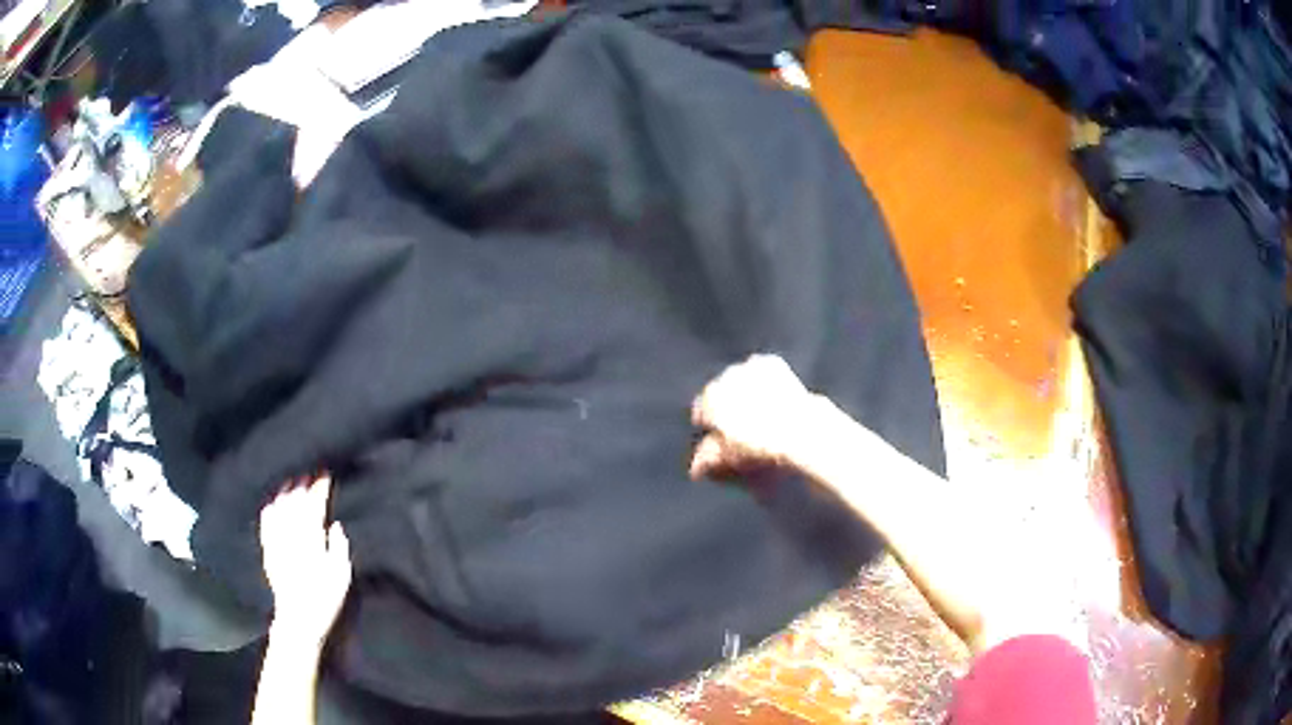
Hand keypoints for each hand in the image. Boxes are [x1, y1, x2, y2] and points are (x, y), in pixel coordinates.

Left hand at [259, 473, 351, 647]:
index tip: (325, 473)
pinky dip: (269, 510)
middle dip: (303, 485)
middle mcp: (292, 537)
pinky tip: (271, 502)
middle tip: (308, 470)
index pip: (316, 506)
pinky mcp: (268, 551)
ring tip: (290, 479)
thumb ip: (338, 548)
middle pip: (296, 503)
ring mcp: (278, 543)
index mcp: (313, 541)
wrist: (299, 620)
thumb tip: (334, 525)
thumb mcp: (342, 578)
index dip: (320, 489)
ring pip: (280, 509)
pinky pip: (266, 524)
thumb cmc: (326, 600)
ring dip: (285, 493)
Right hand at [690, 354, 823, 479]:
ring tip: (760, 412)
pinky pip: (760, 371)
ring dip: (744, 391)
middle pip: (720, 392)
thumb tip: (696, 466)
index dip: (710, 425)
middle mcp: (725, 377)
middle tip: (743, 425)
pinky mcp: (770, 362)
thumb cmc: (760, 446)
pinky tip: (773, 398)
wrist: (798, 429)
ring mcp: (748, 367)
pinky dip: (764, 382)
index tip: (720, 436)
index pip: (700, 410)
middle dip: (727, 406)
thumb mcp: (728, 458)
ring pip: (740, 379)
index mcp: (710, 399)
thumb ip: (707, 459)